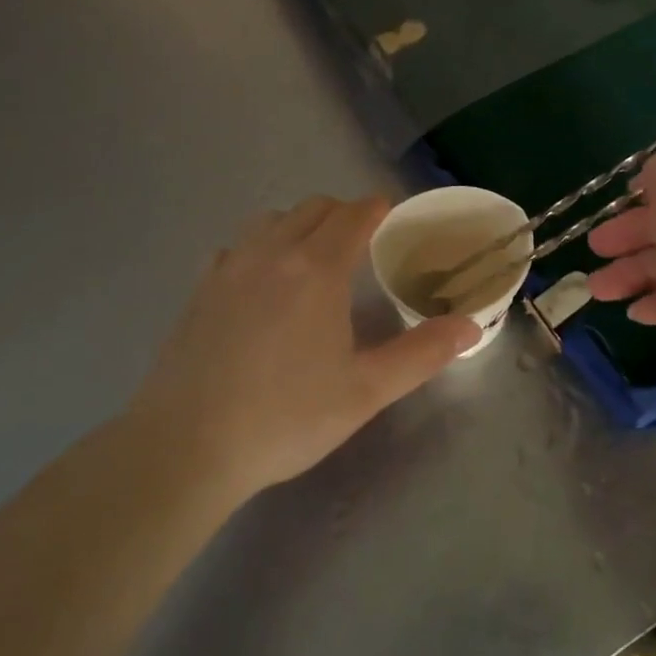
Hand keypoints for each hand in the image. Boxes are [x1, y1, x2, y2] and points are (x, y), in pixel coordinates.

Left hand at [129, 195, 480, 501]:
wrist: (184, 448)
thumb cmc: (285, 417)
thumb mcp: (365, 391)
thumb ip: (421, 354)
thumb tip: (471, 326)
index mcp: (318, 268)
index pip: (354, 213)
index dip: (376, 207)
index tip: (390, 213)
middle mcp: (273, 252)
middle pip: (314, 207)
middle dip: (343, 212)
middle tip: (361, 240)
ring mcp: (230, 267)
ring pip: (272, 219)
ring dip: (299, 224)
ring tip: (313, 257)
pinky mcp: (200, 289)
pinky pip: (237, 246)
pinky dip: (259, 247)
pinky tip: (261, 281)